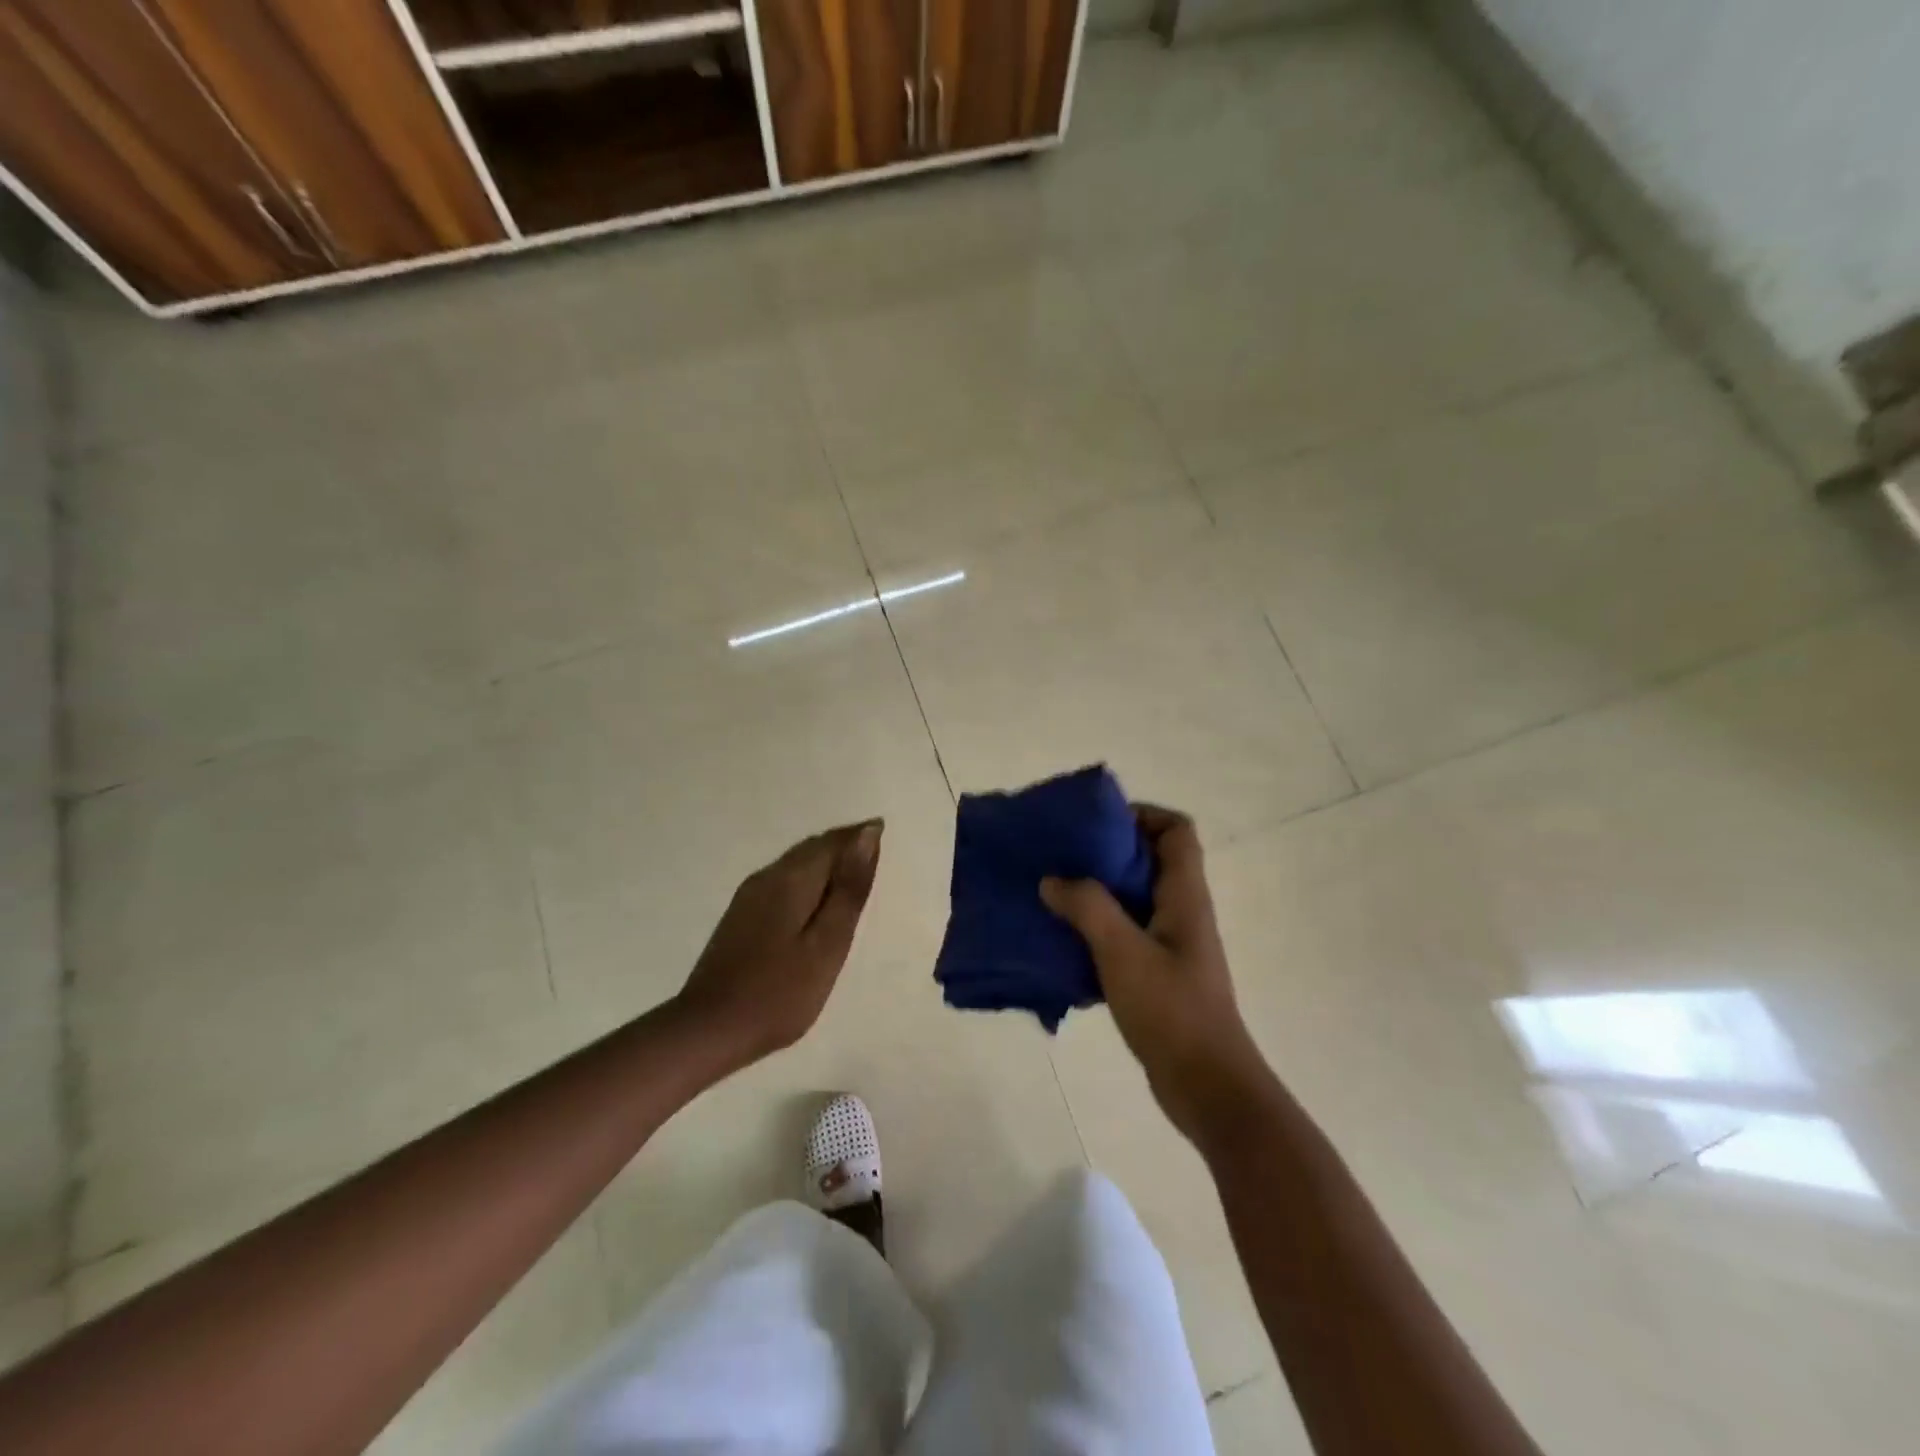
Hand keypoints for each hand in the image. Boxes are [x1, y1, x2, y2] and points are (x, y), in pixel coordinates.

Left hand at [675, 820, 883, 1067]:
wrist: (710, 1030)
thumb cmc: (781, 991)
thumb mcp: (828, 943)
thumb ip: (849, 888)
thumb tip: (867, 834)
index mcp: (792, 878)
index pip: (832, 842)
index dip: (861, 837)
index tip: (885, 835)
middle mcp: (768, 876)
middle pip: (812, 848)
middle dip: (844, 846)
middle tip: (875, 855)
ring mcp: (749, 896)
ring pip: (796, 864)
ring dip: (826, 864)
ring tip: (853, 878)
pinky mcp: (741, 916)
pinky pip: (784, 881)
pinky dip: (808, 882)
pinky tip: (817, 903)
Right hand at [1041, 806, 1266, 1144]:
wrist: (1207, 1087)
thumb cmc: (1172, 1011)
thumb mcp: (1123, 952)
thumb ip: (1088, 908)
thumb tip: (1052, 879)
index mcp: (1184, 896)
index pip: (1176, 831)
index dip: (1142, 815)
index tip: (1097, 823)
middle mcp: (1181, 912)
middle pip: (1149, 861)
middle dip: (1106, 851)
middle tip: (1061, 854)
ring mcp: (1170, 945)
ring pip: (1133, 899)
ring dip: (1096, 892)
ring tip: (1053, 892)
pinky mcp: (1157, 974)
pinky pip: (1123, 935)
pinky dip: (1095, 929)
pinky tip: (1062, 940)